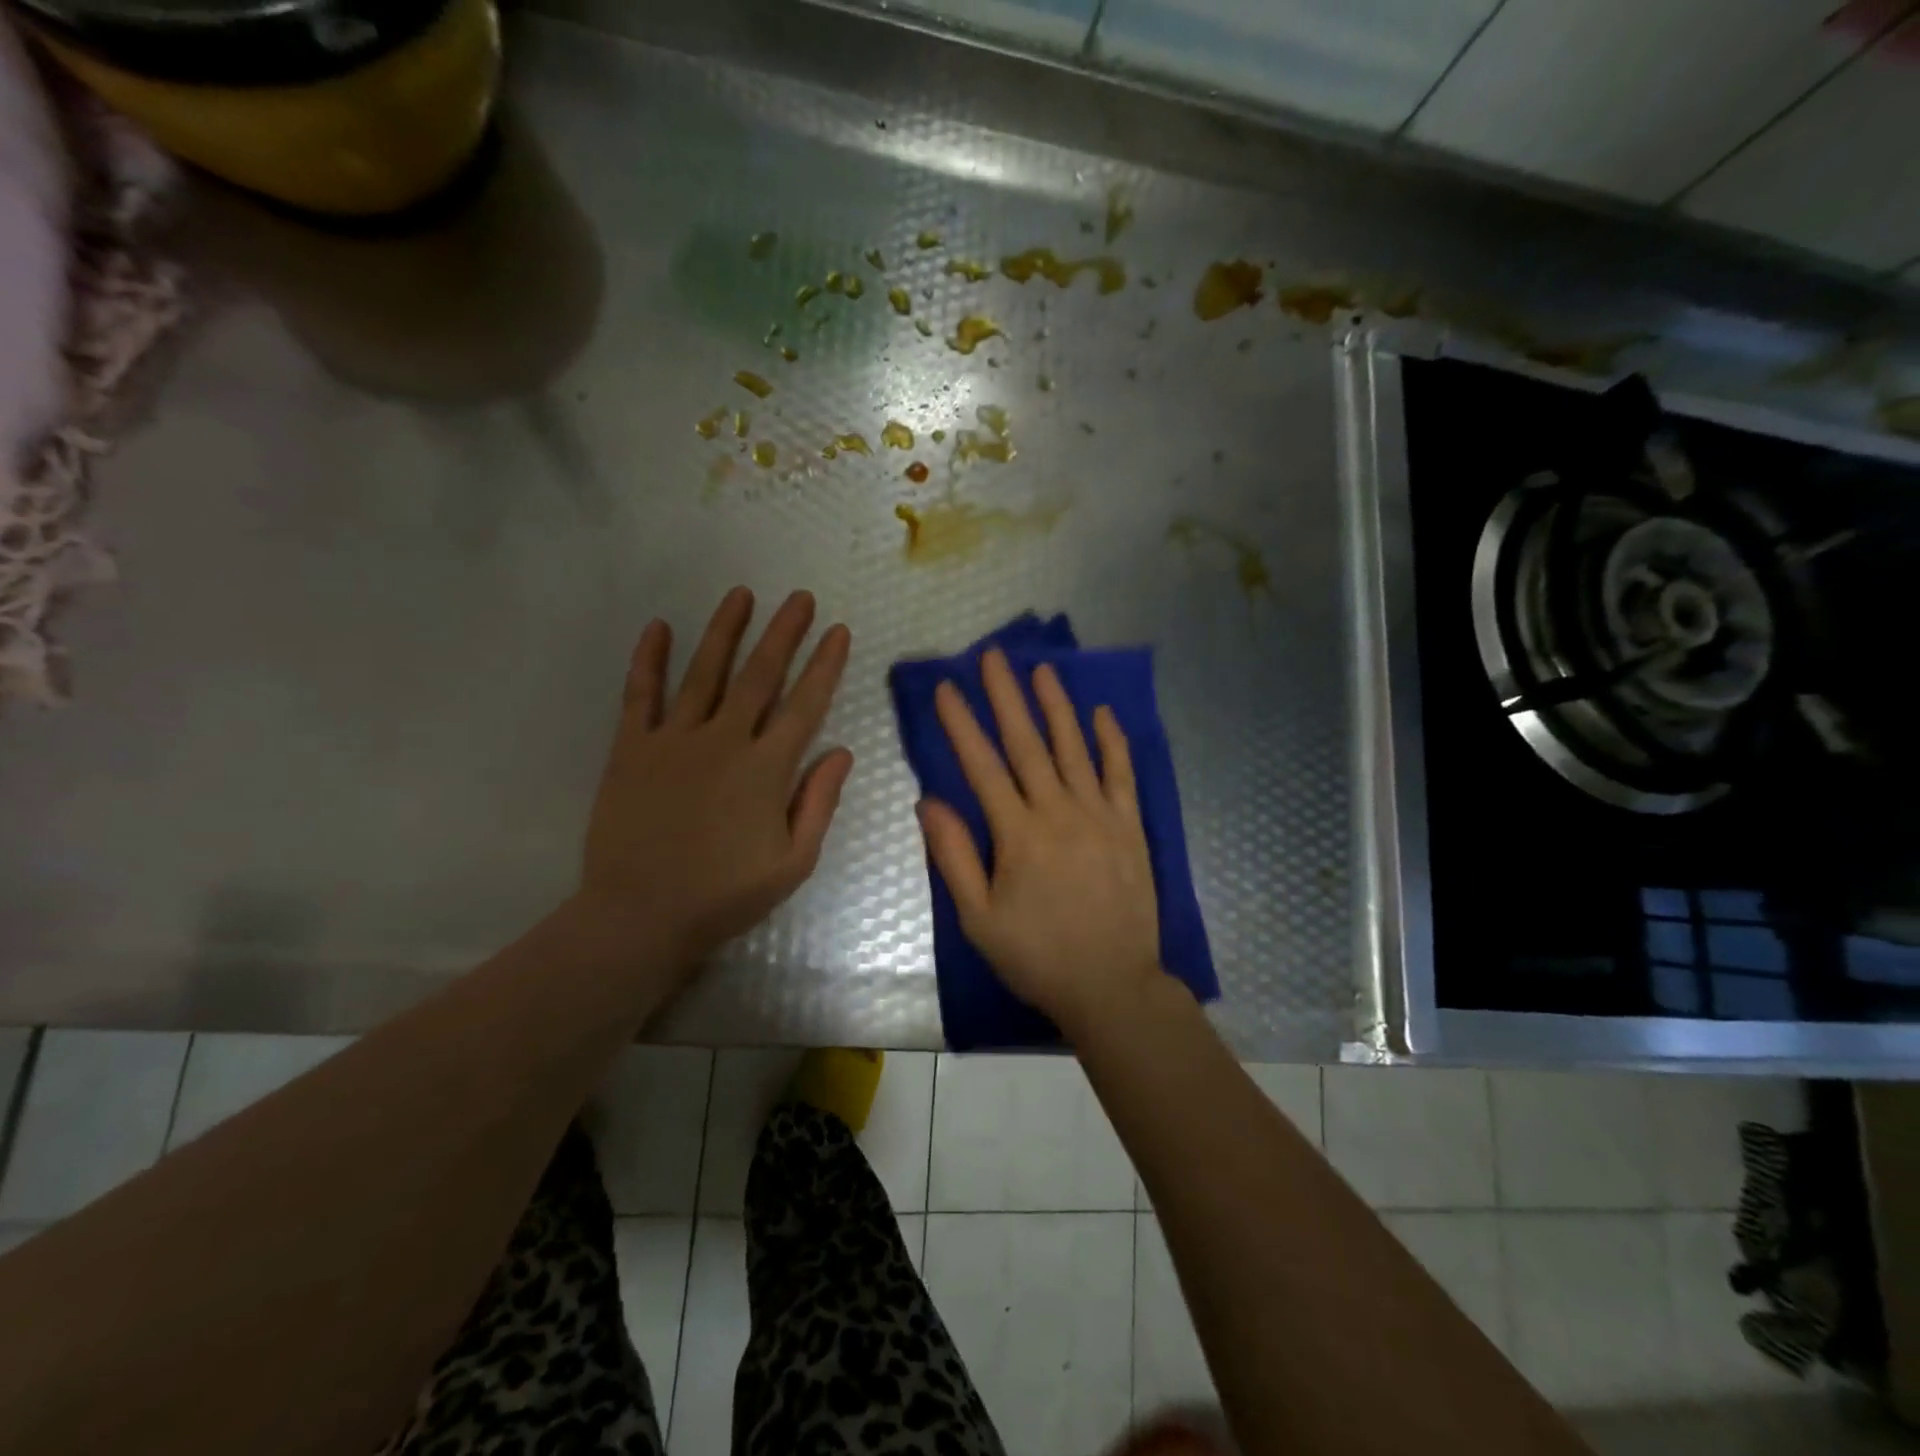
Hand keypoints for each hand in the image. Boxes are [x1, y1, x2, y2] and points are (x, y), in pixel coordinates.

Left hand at [573, 587, 853, 966]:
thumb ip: (818, 803)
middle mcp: (724, 741)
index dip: (825, 665)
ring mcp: (674, 740)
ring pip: (705, 672)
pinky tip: (658, 627)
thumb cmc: (724, 896)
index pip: (805, 704)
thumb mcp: (792, 863)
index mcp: (767, 769)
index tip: (839, 631)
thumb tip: (842, 751)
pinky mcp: (632, 748)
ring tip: (742, 594)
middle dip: (783, 633)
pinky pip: (640, 694)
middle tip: (800, 598)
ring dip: (725, 630)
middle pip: (760, 675)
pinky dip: (648, 659)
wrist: (640, 916)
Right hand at [919, 649, 1164, 1038]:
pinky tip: (1101, 713)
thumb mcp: (978, 919)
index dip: (962, 723)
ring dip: (1056, 706)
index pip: (982, 766)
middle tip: (993, 656)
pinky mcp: (1130, 826)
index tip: (947, 687)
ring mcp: (1099, 815)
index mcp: (1017, 834)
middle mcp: (1058, 811)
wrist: (1112, 986)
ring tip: (1041, 669)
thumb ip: (953, 857)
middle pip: (1027, 744)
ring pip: (1074, 748)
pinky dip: (1111, 741)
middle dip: (1006, 696)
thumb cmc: (1037, 956)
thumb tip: (929, 801)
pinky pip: (1121, 773)